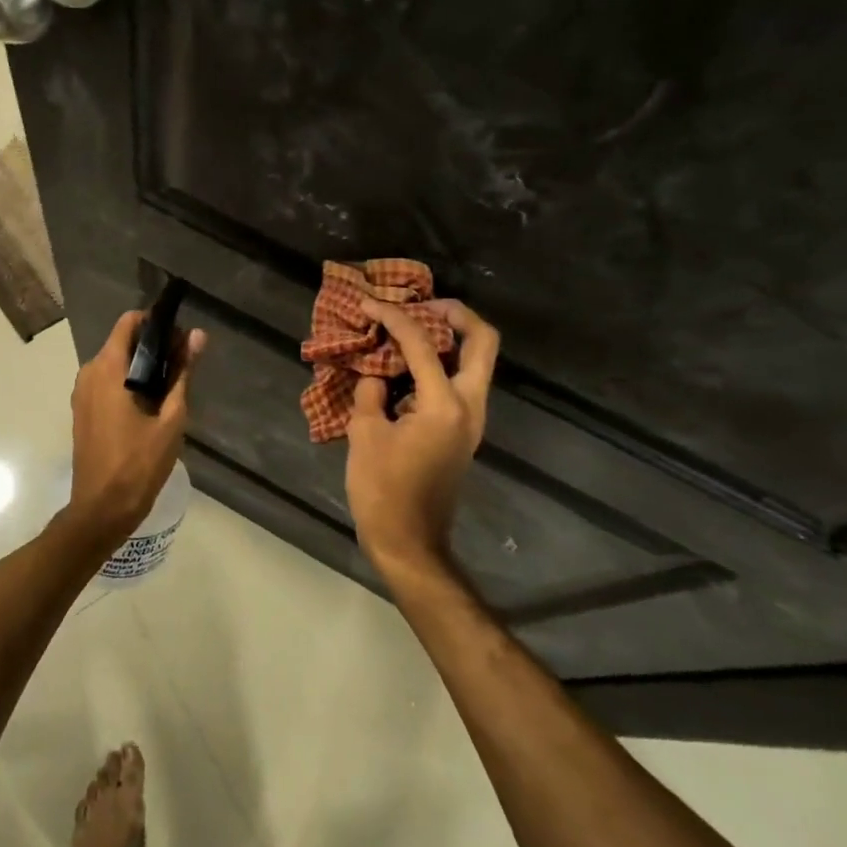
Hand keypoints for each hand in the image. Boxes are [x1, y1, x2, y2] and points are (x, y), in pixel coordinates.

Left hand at [67, 310, 207, 540]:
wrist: (102, 510)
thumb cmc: (139, 464)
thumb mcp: (170, 418)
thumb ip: (182, 372)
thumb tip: (197, 335)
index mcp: (108, 369)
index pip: (129, 322)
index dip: (156, 322)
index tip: (180, 336)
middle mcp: (89, 373)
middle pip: (123, 342)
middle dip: (153, 346)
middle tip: (183, 364)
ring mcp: (82, 393)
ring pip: (115, 363)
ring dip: (142, 366)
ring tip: (172, 385)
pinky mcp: (82, 410)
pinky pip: (107, 382)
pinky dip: (128, 382)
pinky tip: (151, 404)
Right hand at [344, 298, 499, 580]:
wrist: (409, 543)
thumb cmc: (383, 491)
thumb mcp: (364, 434)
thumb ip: (372, 392)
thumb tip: (378, 374)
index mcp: (444, 405)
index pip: (422, 344)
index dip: (394, 317)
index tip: (369, 304)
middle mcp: (469, 406)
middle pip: (482, 342)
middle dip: (455, 314)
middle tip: (423, 304)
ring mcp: (472, 420)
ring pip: (476, 361)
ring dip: (451, 337)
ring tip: (412, 328)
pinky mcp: (464, 431)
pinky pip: (462, 381)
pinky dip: (442, 362)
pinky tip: (408, 363)